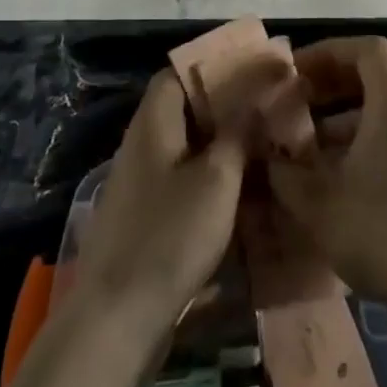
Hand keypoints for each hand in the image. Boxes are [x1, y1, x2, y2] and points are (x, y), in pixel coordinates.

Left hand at [66, 71, 248, 343]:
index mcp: (153, 124)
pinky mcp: (145, 218)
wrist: (118, 319)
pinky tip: (243, 192)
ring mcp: (140, 184)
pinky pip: (182, 181)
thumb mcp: (217, 179)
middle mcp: (142, 145)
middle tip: (269, 109)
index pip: (178, 73)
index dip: (214, 66)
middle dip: (226, 107)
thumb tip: (257, 96)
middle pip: (184, 109)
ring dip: (222, 145)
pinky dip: (212, 178)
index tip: (253, 69)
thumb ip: (238, 133)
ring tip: (265, 146)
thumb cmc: (170, 236)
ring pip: (187, 148)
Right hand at [267, 36, 386, 310]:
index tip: (296, 70)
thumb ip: (284, 172)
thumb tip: (267, 157)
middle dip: (330, 85)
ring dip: (341, 120)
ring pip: (381, 113)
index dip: (328, 51)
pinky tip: (333, 181)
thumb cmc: (380, 228)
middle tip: (295, 101)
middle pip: (374, 78)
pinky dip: (360, 145)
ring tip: (305, 147)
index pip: (366, 49)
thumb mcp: (317, 201)